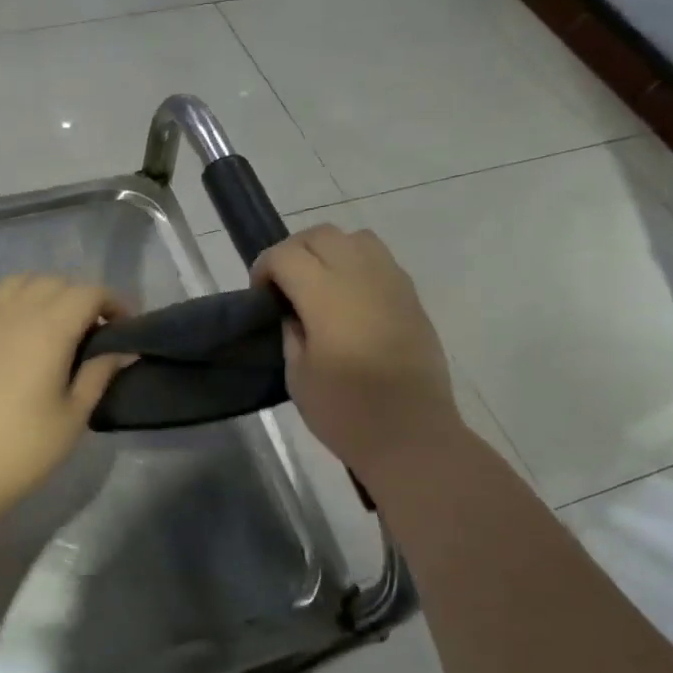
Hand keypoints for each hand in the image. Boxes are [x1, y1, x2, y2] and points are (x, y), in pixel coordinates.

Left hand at [0, 274, 132, 522]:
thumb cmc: (23, 448)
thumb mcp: (74, 416)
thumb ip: (100, 373)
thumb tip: (124, 349)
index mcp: (50, 329)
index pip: (89, 293)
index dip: (113, 303)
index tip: (123, 328)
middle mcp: (15, 312)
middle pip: (55, 282)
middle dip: (80, 299)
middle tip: (90, 334)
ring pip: (18, 282)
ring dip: (41, 293)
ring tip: (49, 325)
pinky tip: (3, 324)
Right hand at [255, 225, 463, 484]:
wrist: (412, 437)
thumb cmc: (346, 413)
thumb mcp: (298, 376)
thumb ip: (291, 332)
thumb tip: (293, 312)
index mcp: (327, 297)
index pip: (286, 255)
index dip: (264, 267)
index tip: (260, 295)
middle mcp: (361, 278)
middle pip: (320, 235)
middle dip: (293, 251)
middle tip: (284, 286)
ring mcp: (392, 283)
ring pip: (355, 238)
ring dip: (328, 251)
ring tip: (319, 284)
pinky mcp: (412, 297)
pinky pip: (380, 259)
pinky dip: (357, 264)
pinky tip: (349, 298)